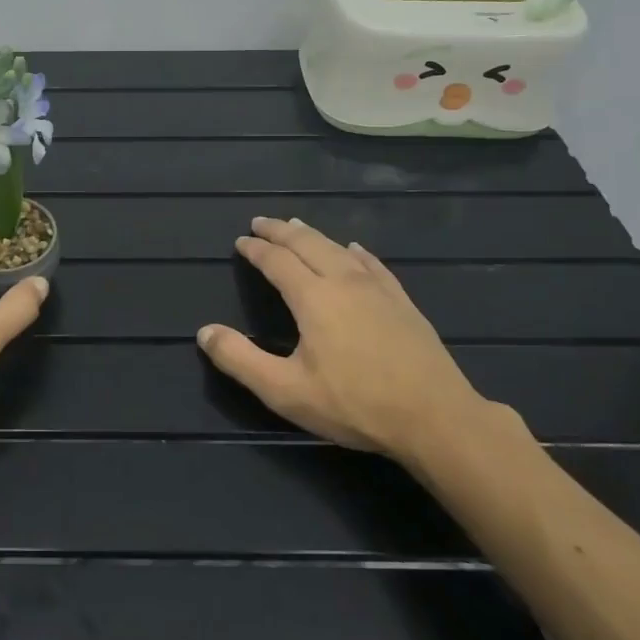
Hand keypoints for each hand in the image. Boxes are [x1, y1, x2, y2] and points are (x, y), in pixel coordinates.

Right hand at [197, 217, 492, 462]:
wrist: (435, 418)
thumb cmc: (355, 404)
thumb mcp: (285, 390)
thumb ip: (240, 360)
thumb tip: (204, 332)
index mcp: (313, 297)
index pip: (277, 261)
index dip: (256, 249)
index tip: (240, 241)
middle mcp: (343, 281)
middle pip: (307, 244)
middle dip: (280, 230)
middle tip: (261, 221)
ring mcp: (377, 289)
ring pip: (338, 248)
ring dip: (313, 234)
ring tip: (296, 225)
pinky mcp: (402, 302)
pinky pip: (373, 264)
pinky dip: (355, 251)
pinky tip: (354, 250)